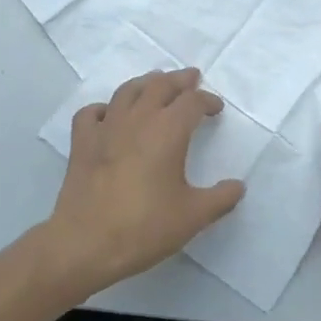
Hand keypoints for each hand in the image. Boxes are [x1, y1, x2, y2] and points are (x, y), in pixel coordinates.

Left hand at [47, 68, 245, 294]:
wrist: (86, 243)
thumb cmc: (145, 227)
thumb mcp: (193, 216)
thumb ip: (220, 198)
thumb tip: (238, 186)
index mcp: (168, 131)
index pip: (192, 102)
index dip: (207, 101)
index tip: (216, 109)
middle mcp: (138, 120)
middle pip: (160, 85)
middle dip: (179, 80)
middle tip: (191, 78)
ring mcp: (106, 128)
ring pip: (127, 91)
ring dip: (146, 83)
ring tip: (155, 84)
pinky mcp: (81, 143)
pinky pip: (91, 113)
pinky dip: (104, 108)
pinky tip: (110, 115)